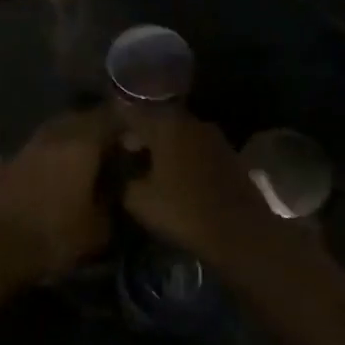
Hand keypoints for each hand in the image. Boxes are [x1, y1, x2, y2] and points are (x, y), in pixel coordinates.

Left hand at [0, 107, 118, 282]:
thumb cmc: (54, 236)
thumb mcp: (99, 228)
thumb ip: (113, 201)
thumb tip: (118, 187)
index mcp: (82, 144)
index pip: (111, 118)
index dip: (126, 126)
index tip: (136, 139)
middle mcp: (54, 136)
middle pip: (80, 119)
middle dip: (97, 128)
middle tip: (111, 146)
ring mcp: (26, 147)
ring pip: (54, 131)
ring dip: (69, 139)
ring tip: (81, 159)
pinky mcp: (6, 163)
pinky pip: (33, 151)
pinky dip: (43, 157)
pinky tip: (45, 170)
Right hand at [112, 107, 291, 273]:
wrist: (240, 232)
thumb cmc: (183, 211)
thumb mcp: (137, 200)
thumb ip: (122, 178)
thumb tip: (120, 169)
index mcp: (165, 124)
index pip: (130, 113)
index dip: (114, 126)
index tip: (104, 140)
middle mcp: (190, 121)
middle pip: (156, 120)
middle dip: (140, 134)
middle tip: (125, 154)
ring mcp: (213, 136)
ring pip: (178, 133)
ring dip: (163, 145)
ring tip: (149, 167)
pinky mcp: (228, 153)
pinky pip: (195, 147)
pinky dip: (182, 156)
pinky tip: (175, 176)